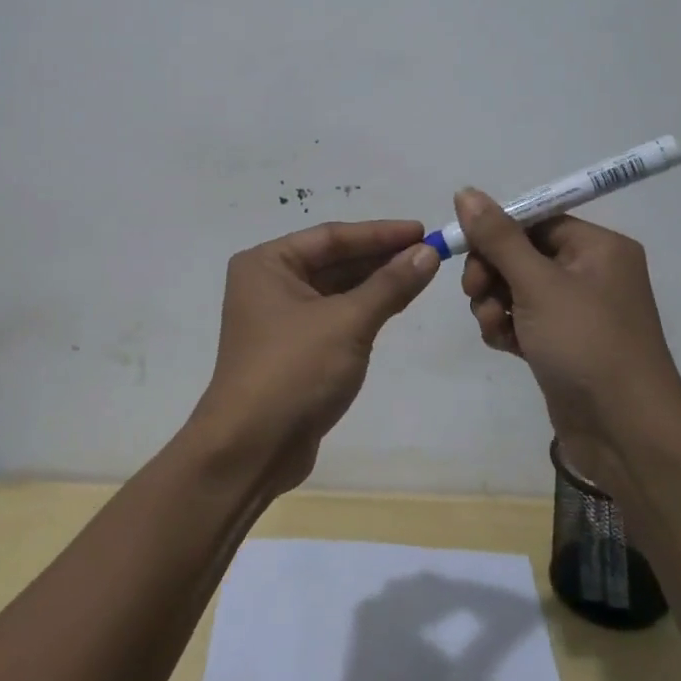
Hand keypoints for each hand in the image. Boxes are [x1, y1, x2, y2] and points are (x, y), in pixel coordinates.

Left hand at [192, 219, 439, 497]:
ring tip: (420, 274)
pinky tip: (395, 303)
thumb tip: (428, 253)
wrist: (251, 450)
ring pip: (335, 289)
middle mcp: (268, 283)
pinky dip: (363, 309)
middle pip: (333, 260)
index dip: (380, 233)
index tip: (423, 231)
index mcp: (267, 263)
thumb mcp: (348, 322)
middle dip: (380, 258)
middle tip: (429, 253)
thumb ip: (389, 285)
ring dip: (375, 284)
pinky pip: (333, 316)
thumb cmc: (294, 371)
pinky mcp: (292, 349)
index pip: (332, 236)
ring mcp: (278, 318)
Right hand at [454, 189, 680, 475]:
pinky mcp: (564, 344)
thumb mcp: (537, 284)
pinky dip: (507, 327)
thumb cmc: (586, 344)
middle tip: (475, 292)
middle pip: (522, 253)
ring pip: (517, 289)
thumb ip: (498, 237)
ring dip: (494, 303)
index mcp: (598, 247)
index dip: (497, 232)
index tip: (465, 250)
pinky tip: (503, 345)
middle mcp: (592, 272)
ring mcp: (578, 312)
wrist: (626, 434)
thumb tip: (466, 191)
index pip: (536, 219)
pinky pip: (524, 320)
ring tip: (494, 326)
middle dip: (492, 272)